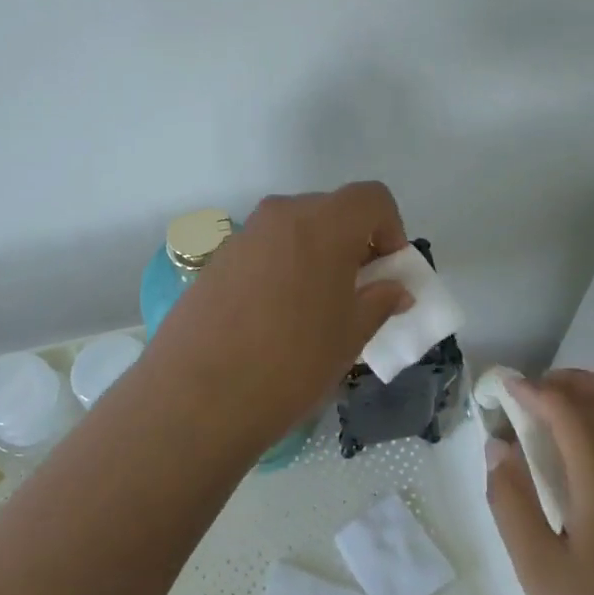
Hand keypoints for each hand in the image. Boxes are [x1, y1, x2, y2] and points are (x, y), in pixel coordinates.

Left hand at [140, 182, 412, 456]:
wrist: (197, 396)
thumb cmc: (291, 363)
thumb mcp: (349, 336)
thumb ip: (380, 302)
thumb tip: (396, 290)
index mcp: (323, 224)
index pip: (371, 198)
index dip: (390, 229)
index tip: (387, 272)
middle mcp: (281, 216)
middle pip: (331, 210)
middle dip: (353, 243)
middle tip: (356, 292)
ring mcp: (243, 236)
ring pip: (295, 231)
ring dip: (315, 256)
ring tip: (313, 310)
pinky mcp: (216, 260)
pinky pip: (264, 251)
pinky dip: (282, 268)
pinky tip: (274, 317)